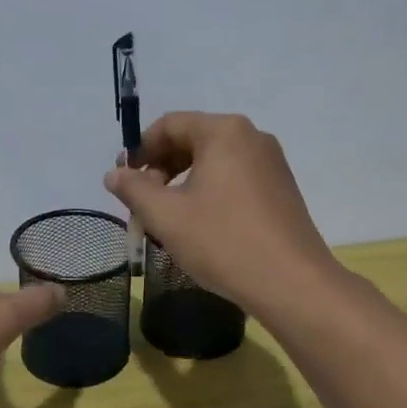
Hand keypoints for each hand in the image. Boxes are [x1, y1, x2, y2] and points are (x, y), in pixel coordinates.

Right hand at [104, 112, 335, 318]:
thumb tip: (114, 174)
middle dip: (162, 166)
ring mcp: (271, 163)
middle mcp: (252, 137)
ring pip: (215, 160)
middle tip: (144, 201)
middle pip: (194, 139)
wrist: (292, 283)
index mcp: (224, 132)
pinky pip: (235, 177)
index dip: (141, 149)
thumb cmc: (223, 241)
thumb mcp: (166, 216)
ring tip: (169, 216)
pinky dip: (210, 191)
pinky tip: (202, 224)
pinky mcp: (282, 188)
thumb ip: (134, 189)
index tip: (125, 180)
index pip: (170, 124)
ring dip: (184, 181)